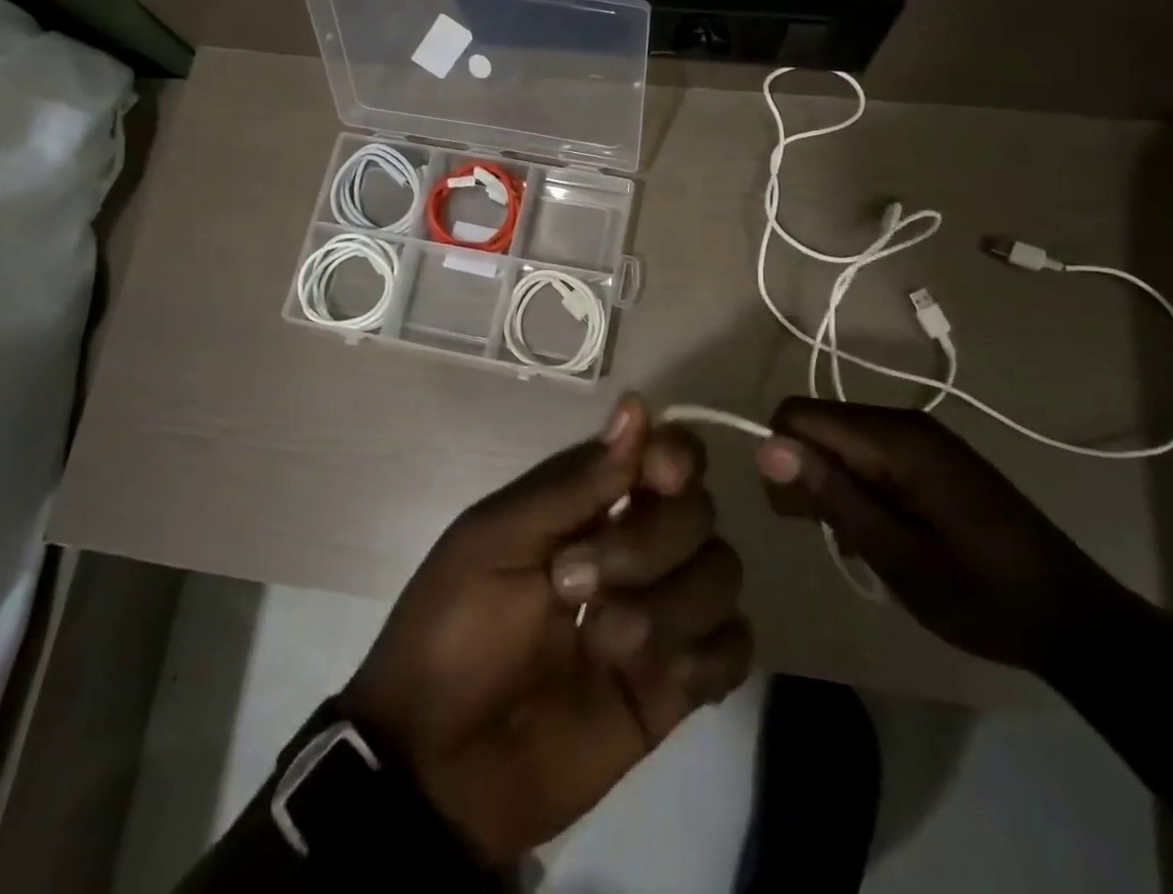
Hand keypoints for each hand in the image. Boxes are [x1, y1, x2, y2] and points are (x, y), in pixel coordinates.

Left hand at [342, 395, 752, 865]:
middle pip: (698, 512)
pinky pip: (734, 649)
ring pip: (722, 574)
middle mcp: (637, 546)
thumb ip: (574, 483)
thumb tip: (638, 406)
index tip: (658, 477)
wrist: (438, 766)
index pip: (666, 456)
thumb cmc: (454, 630)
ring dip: (669, 606)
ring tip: (601, 643)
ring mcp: (661, 614)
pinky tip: (656, 676)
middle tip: (571, 585)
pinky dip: (707, 656)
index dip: (675, 457)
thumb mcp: (496, 540)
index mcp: (590, 504)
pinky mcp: (677, 685)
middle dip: (646, 545)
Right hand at [755, 397, 1137, 675]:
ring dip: (830, 487)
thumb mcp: (897, 554)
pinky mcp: (931, 459)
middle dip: (803, 473)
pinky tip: (876, 533)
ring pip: (839, 443)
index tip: (793, 511)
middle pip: (818, 425)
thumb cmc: (983, 594)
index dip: (780, 456)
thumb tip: (766, 445)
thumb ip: (831, 494)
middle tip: (823, 534)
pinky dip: (856, 490)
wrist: (1076, 620)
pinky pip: (867, 457)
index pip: (799, 415)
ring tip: (853, 542)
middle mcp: (904, 423)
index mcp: (896, 438)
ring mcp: (921, 439)